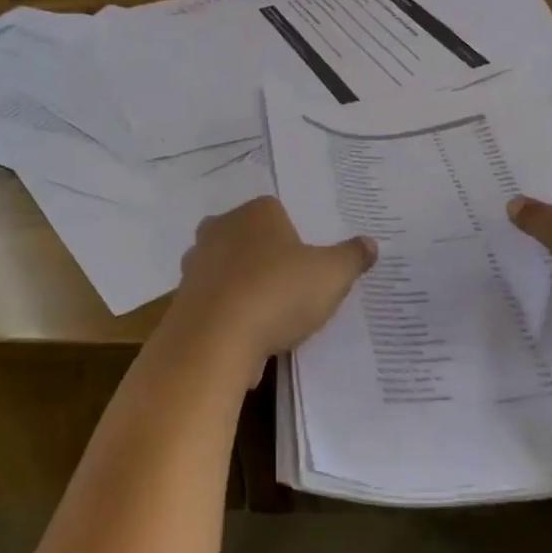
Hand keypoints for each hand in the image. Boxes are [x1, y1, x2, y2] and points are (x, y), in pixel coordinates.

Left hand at [169, 197, 375, 369]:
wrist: (215, 340)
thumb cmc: (278, 293)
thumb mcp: (332, 275)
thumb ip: (352, 257)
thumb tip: (369, 243)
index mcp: (256, 212)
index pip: (277, 212)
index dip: (294, 238)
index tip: (308, 266)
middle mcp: (219, 229)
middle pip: (248, 239)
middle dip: (265, 259)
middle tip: (290, 289)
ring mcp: (195, 264)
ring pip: (227, 271)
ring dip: (244, 289)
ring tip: (269, 320)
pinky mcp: (181, 299)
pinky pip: (213, 303)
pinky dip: (227, 317)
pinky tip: (245, 340)